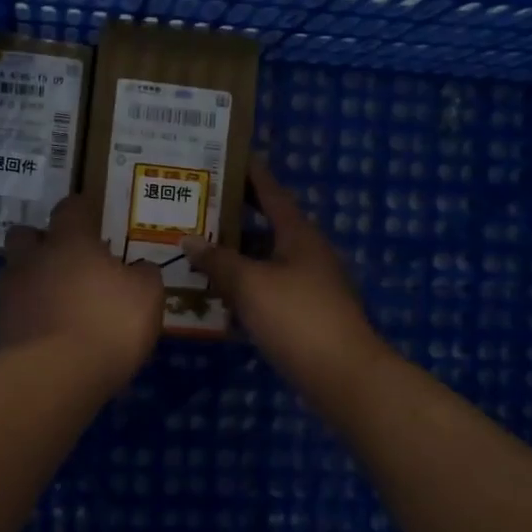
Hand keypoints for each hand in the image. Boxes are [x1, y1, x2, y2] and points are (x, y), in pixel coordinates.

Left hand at [0, 195, 163, 396]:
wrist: (51, 377)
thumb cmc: (106, 324)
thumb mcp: (146, 297)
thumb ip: (144, 275)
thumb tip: (139, 268)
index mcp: (69, 242)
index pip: (71, 207)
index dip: (83, 211)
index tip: (94, 220)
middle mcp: (32, 260)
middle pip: (25, 235)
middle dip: (41, 242)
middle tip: (66, 261)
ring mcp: (9, 295)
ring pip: (15, 274)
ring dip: (32, 282)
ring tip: (58, 304)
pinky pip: (13, 313)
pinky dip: (29, 318)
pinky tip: (49, 337)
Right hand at [184, 158, 387, 394]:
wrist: (342, 375)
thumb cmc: (297, 317)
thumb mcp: (250, 283)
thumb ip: (218, 260)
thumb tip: (189, 238)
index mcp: (299, 235)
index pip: (272, 193)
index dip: (250, 174)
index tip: (227, 157)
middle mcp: (306, 253)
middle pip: (266, 227)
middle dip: (233, 218)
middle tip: (196, 207)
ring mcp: (307, 285)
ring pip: (264, 261)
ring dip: (235, 257)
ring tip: (196, 250)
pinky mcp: (303, 315)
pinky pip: (267, 290)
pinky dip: (243, 288)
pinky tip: (215, 297)